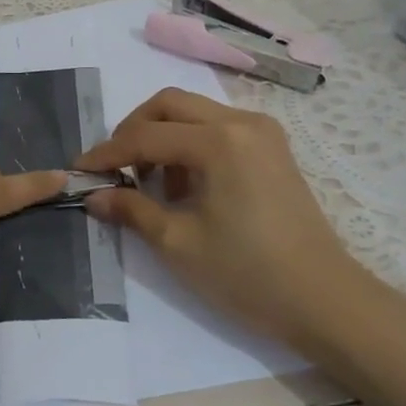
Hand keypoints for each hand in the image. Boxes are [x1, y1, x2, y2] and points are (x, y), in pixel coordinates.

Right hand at [76, 87, 357, 345]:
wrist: (326, 302)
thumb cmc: (248, 274)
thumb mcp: (178, 243)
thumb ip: (131, 209)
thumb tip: (94, 196)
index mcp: (219, 142)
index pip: (146, 135)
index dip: (107, 152)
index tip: (78, 169)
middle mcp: (242, 123)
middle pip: (170, 103)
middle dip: (134, 129)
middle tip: (114, 166)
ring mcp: (263, 132)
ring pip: (195, 112)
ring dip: (163, 135)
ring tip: (150, 182)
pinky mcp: (273, 148)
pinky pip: (218, 127)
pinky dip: (190, 143)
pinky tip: (185, 184)